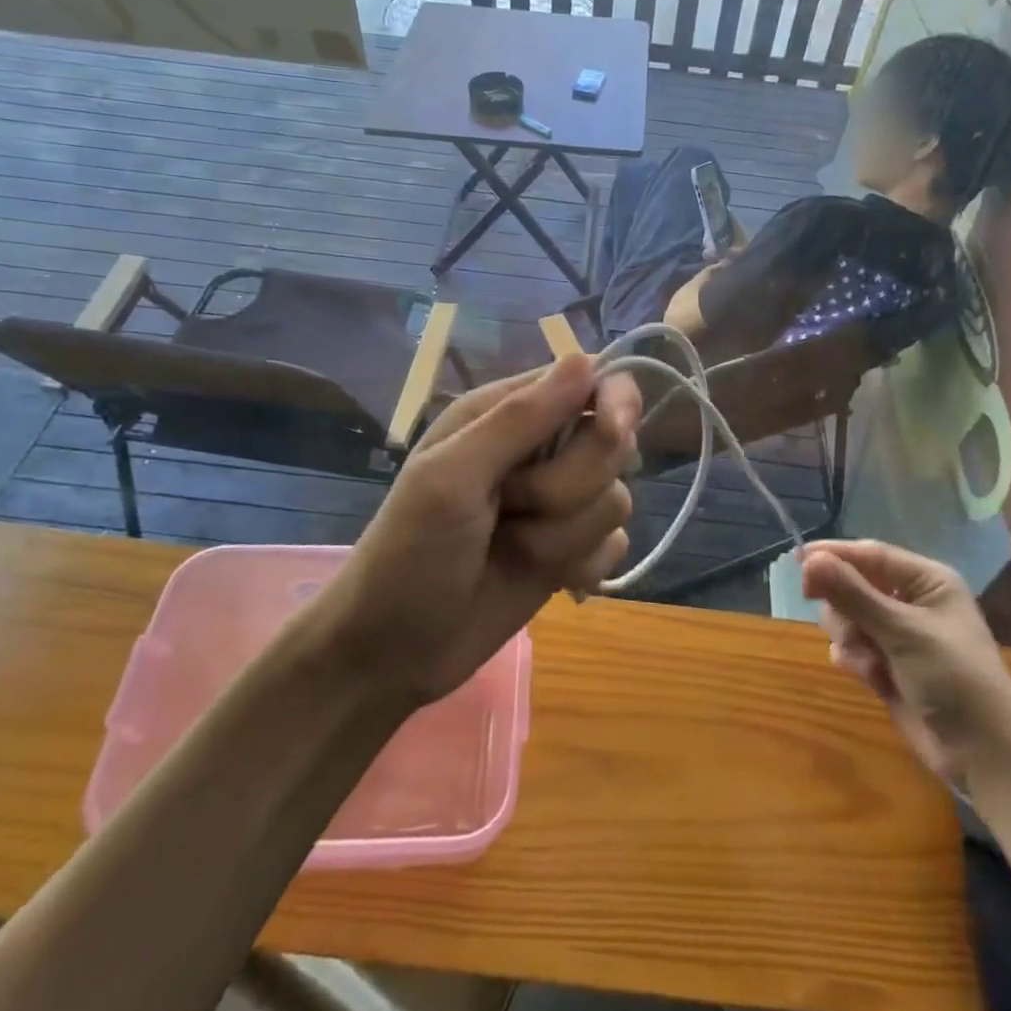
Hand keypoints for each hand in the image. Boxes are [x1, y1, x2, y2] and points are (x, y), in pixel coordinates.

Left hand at [320, 356, 640, 706]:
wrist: (395, 651)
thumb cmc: (410, 552)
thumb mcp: (453, 477)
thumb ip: (520, 419)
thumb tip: (585, 359)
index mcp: (505, 415)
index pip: (589, 381)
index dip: (613, 401)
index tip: (612, 430)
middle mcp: (539, 452)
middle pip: (611, 444)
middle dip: (570, 485)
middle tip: (513, 505)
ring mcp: (558, 505)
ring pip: (615, 499)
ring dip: (567, 534)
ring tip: (515, 548)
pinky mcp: (571, 551)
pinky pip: (614, 544)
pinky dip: (583, 564)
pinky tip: (550, 581)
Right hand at [802, 539, 1010, 780]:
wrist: (984, 754)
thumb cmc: (953, 678)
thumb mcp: (902, 631)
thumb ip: (852, 594)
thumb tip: (808, 560)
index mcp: (926, 581)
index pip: (869, 554)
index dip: (834, 556)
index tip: (797, 563)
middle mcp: (910, 601)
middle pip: (852, 585)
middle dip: (845, 609)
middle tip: (849, 629)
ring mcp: (897, 634)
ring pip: (846, 618)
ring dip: (850, 640)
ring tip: (871, 664)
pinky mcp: (886, 664)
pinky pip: (850, 647)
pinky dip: (854, 661)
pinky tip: (874, 680)